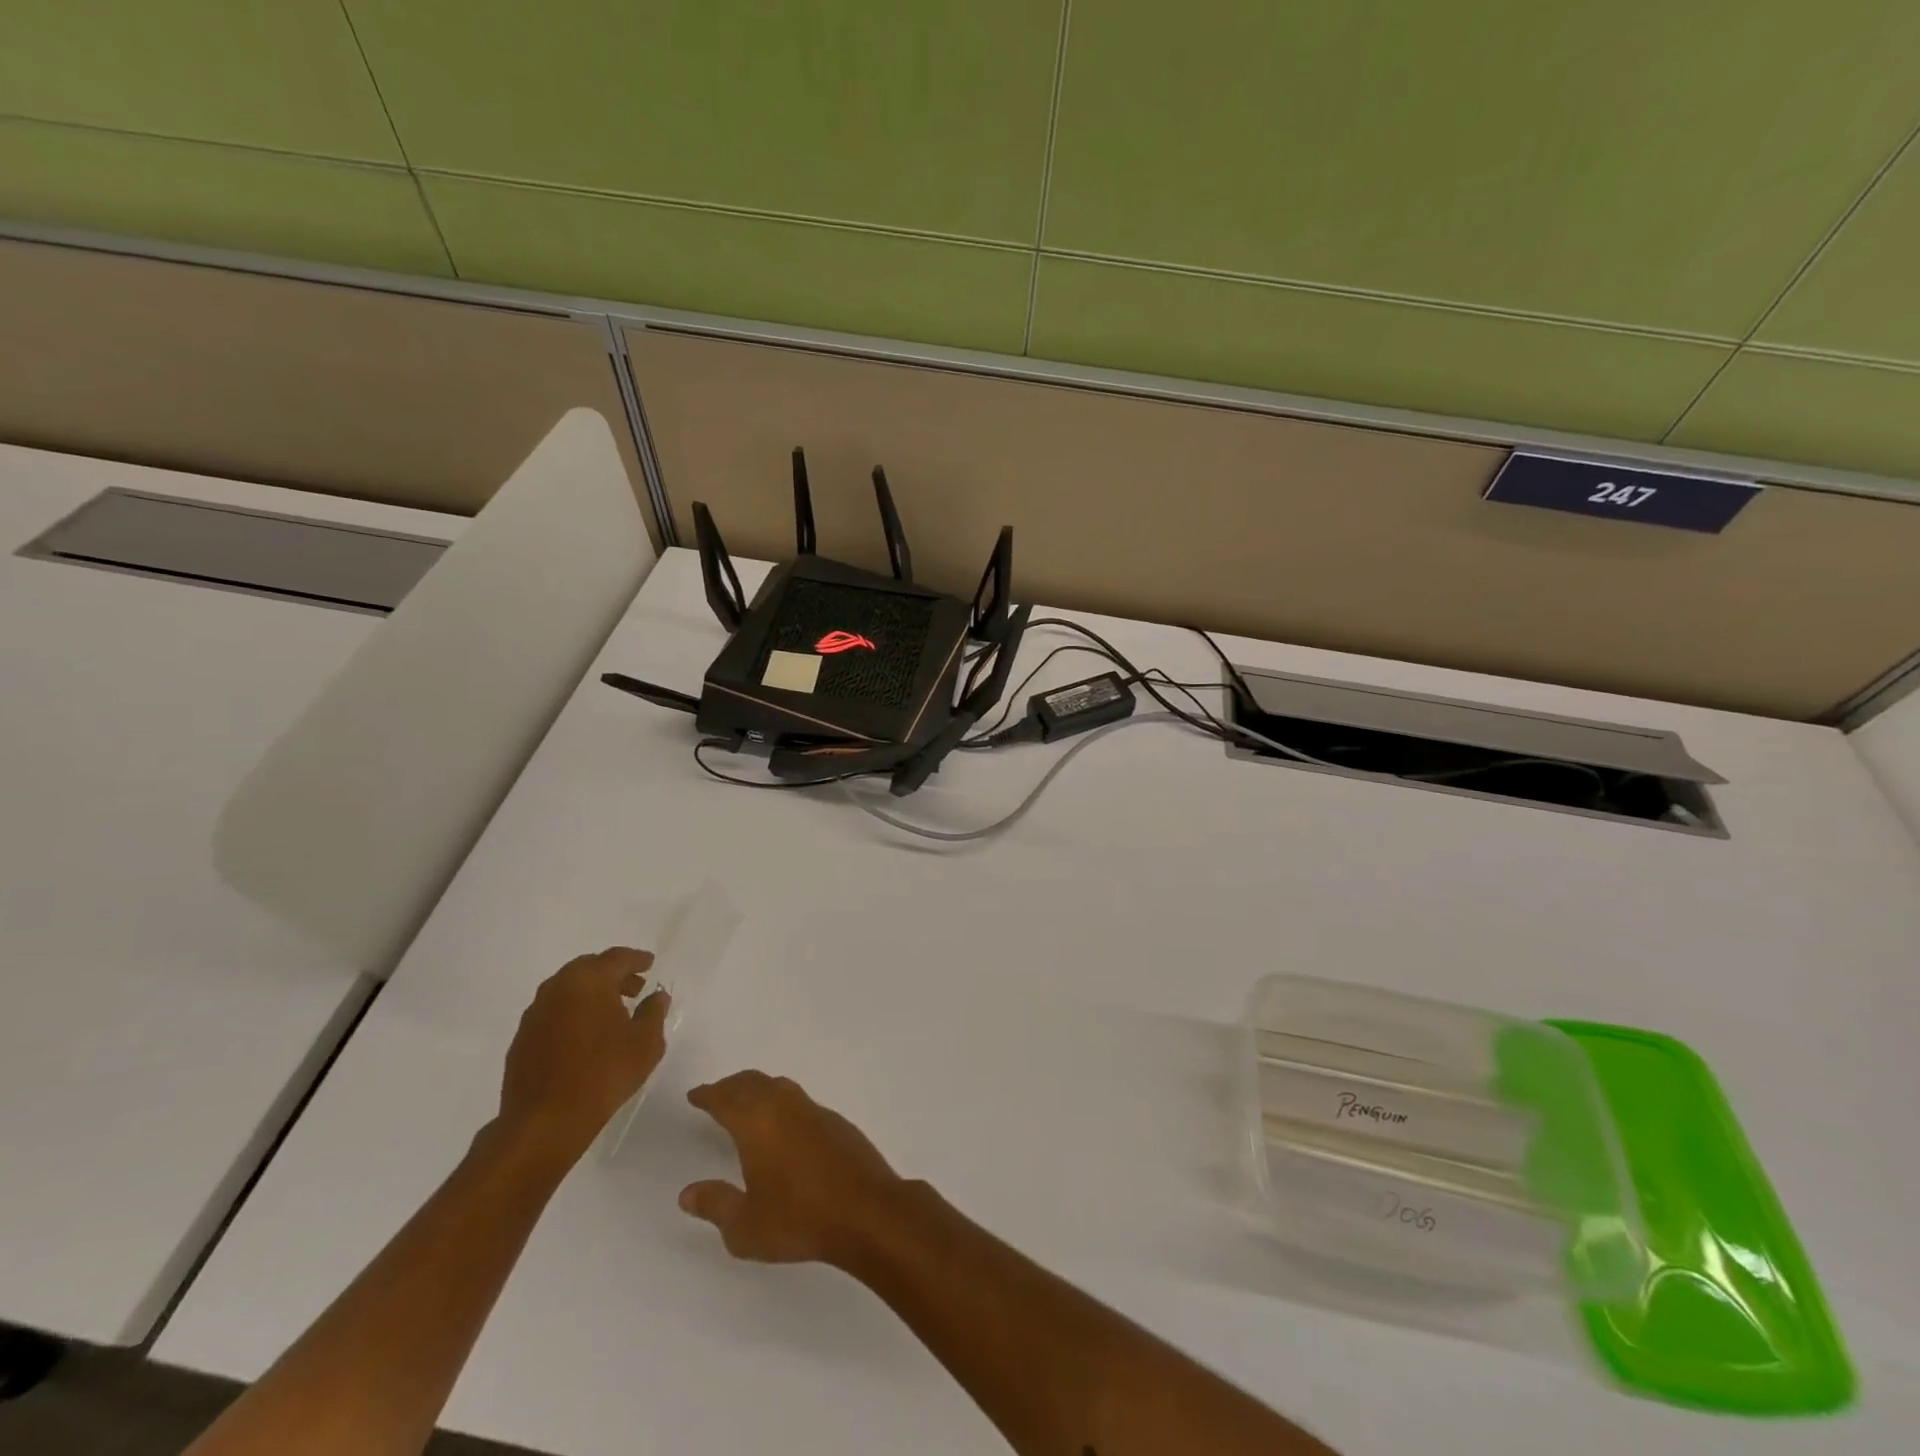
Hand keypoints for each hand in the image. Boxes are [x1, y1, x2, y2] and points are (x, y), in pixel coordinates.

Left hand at [497, 948, 668, 1168]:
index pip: (617, 958)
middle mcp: (558, 987)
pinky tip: (585, 1035)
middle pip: (589, 968)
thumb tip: (656, 996)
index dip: (637, 960)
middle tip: (634, 988)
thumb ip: (654, 1012)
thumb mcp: (646, 1043)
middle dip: (613, 974)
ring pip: (568, 989)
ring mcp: (535, 1013)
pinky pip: (554, 1011)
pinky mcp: (522, 1038)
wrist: (544, 1123)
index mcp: (589, 980)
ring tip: (612, 1012)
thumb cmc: (603, 1074)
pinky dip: (572, 1012)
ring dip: (591, 993)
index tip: (650, 964)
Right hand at [679, 1072, 905, 1267]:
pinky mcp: (835, 1121)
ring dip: (758, 1088)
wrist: (864, 1210)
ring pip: (778, 1085)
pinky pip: (798, 1099)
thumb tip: (688, 1193)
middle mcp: (784, 1107)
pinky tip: (783, 1122)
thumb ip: (715, 1205)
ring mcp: (813, 1110)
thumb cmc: (798, 1219)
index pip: (726, 1099)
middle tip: (716, 1094)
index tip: (695, 1095)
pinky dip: (781, 1100)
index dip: (708, 1095)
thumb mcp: (745, 1225)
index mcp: (757, 1124)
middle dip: (731, 1086)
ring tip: (746, 1102)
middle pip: (752, 1083)